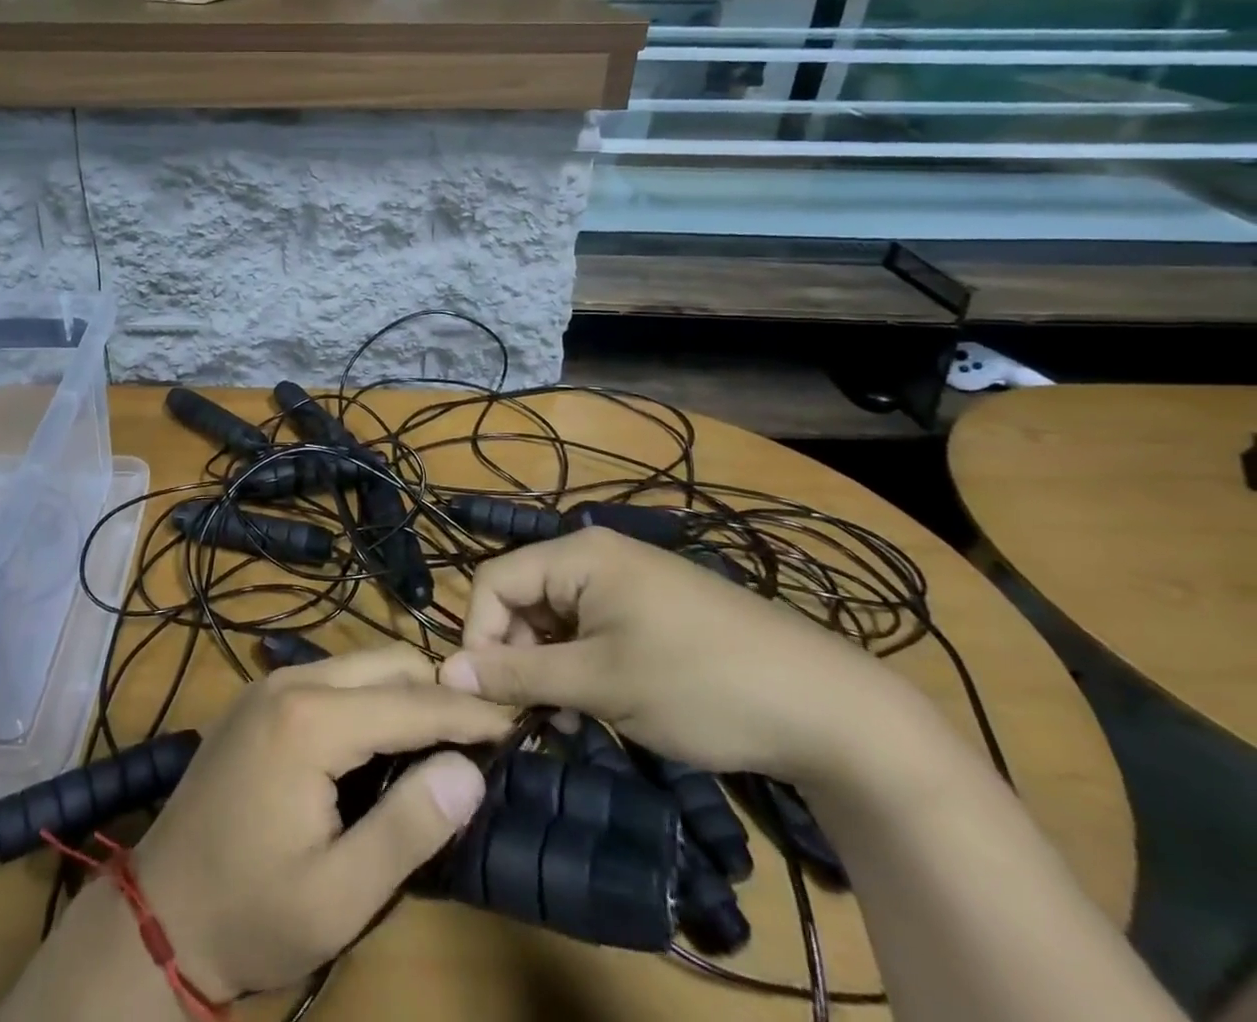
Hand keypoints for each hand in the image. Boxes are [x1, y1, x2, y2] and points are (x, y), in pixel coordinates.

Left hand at [132, 645, 512, 1000]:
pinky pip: (332, 678)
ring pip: (360, 664)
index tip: (516, 721)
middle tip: (480, 736)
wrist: (157, 915)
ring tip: (441, 740)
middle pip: (387, 663)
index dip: (468, 713)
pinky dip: (370, 698)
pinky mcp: (259, 698)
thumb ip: (409, 827)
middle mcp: (291, 682)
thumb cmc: (251, 913)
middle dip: (438, 692)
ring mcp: (269, 685)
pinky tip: (382, 741)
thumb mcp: (339, 895)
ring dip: (404, 693)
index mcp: (311, 721)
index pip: (411, 702)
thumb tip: (469, 770)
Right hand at [440, 528, 928, 785]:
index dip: (480, 637)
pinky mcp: (651, 609)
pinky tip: (600, 706)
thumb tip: (446, 673)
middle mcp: (596, 555)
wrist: (828, 708)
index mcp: (577, 554)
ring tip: (572, 720)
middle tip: (534, 718)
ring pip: (556, 618)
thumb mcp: (600, 683)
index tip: (488, 698)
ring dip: (549, 668)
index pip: (494, 581)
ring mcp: (627, 581)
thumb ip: (519, 675)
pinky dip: (582, 665)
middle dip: (517, 656)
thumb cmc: (698, 684)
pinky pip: (591, 628)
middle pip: (523, 598)